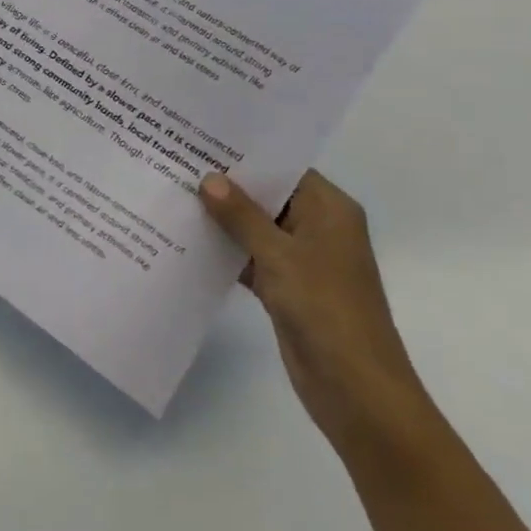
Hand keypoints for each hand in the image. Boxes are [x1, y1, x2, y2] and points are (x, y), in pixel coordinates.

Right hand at [199, 170, 432, 462]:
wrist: (356, 391)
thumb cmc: (325, 309)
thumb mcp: (279, 255)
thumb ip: (241, 215)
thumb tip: (208, 179)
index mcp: (330, 210)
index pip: (284, 168)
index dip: (246, 155)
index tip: (202, 140)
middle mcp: (318, 228)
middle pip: (268, 197)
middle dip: (227, 186)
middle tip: (177, 162)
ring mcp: (302, 260)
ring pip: (256, 228)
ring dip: (222, 219)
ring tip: (174, 195)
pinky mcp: (286, 288)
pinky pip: (251, 258)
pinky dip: (226, 251)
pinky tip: (186, 240)